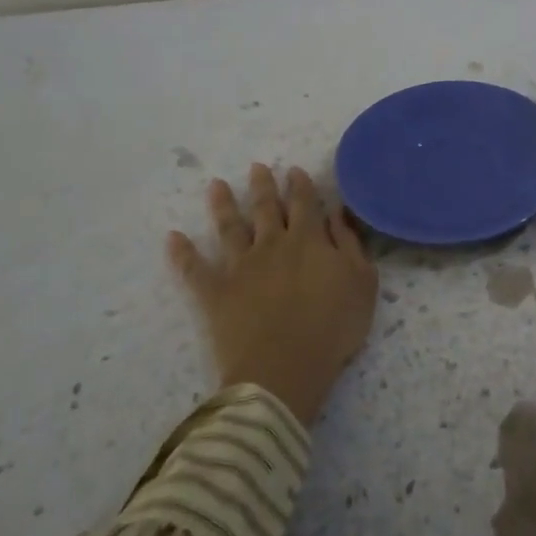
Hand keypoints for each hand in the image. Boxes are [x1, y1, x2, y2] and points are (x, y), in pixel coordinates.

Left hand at [167, 164, 377, 424]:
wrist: (284, 368)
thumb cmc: (333, 327)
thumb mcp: (362, 282)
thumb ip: (350, 243)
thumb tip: (337, 211)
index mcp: (309, 240)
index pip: (304, 203)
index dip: (299, 185)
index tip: (292, 170)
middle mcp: (272, 244)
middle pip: (265, 208)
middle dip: (262, 185)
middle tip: (256, 167)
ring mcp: (240, 266)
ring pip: (229, 227)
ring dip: (222, 204)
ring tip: (215, 185)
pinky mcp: (215, 292)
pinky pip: (194, 268)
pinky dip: (183, 252)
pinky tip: (173, 237)